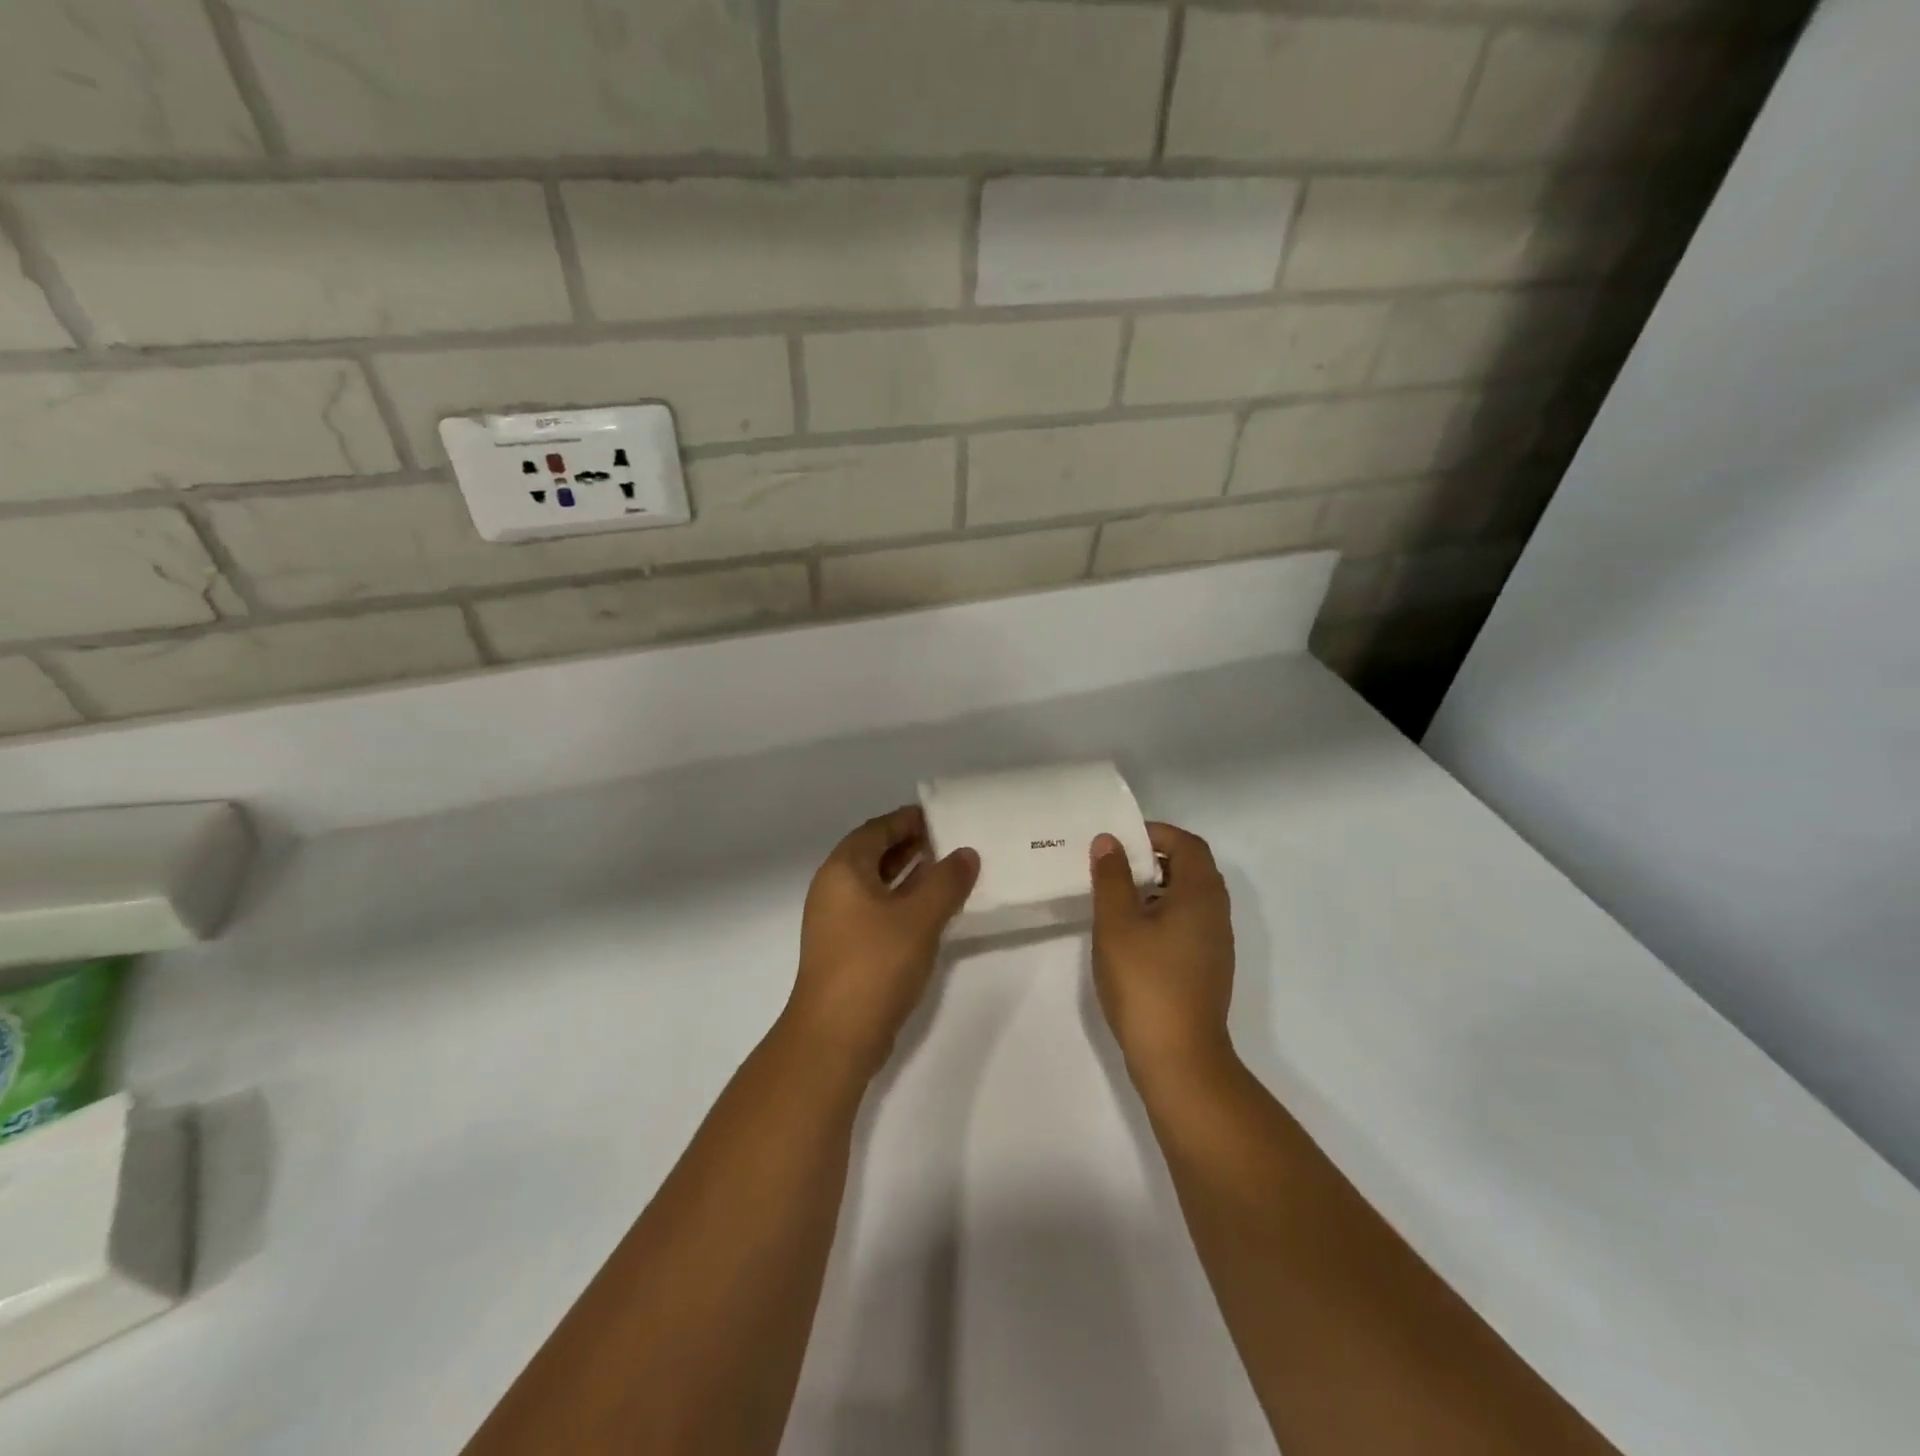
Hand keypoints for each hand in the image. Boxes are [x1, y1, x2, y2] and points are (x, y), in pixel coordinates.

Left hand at [784, 807, 979, 1081]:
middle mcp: (835, 889)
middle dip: (911, 845)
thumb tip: (966, 853)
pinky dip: (903, 902)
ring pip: (878, 885)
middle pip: (875, 854)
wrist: (835, 1036)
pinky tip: (932, 910)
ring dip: (910, 875)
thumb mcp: (919, 917)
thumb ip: (946, 881)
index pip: (877, 829)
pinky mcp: (847, 949)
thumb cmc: (875, 964)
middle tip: (951, 839)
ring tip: (948, 869)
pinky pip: (878, 910)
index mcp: (843, 870)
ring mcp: (838, 922)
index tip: (942, 815)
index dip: (908, 819)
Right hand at [1089, 823, 1236, 1082]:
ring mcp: (1215, 943)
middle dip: (1153, 858)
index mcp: (1200, 894)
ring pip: (1188, 898)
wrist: (1179, 1058)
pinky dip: (1161, 914)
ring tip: (1116, 897)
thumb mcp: (1117, 923)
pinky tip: (1131, 935)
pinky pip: (1187, 923)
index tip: (1121, 840)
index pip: (1188, 844)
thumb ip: (1112, 877)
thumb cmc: (1146, 982)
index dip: (1156, 833)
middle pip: (1191, 868)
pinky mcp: (1207, 967)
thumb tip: (1110, 841)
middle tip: (1114, 865)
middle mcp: (1216, 913)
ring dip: (1156, 887)